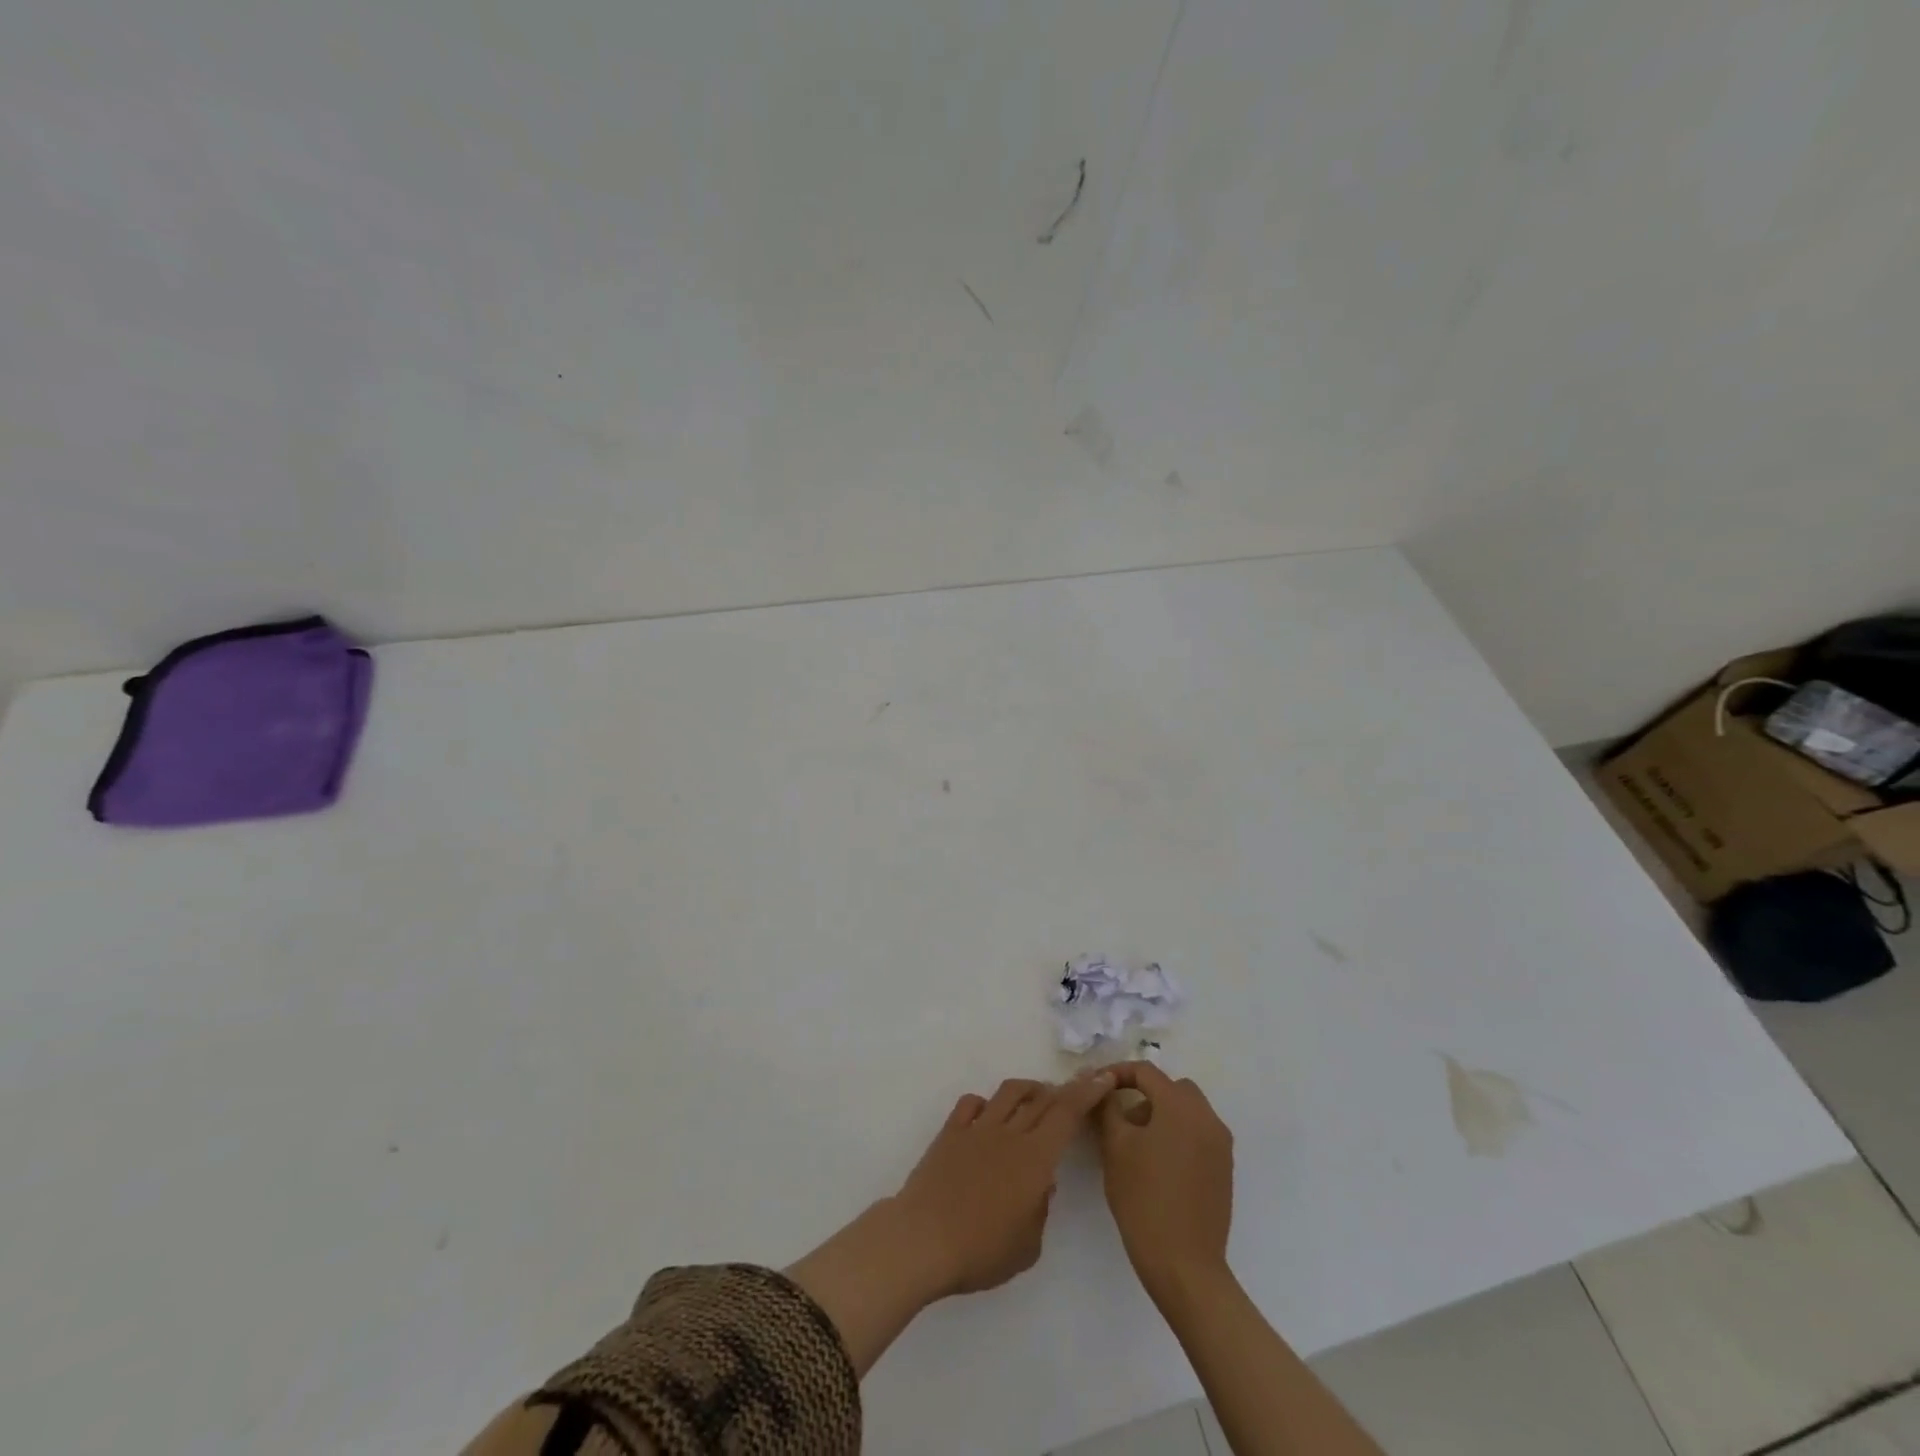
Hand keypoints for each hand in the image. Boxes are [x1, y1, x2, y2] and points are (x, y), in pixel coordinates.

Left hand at [891, 1073, 1114, 1296]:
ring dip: (1028, 1089)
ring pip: (1009, 1093)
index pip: (1067, 1114)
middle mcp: (1009, 1134)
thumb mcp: (1027, 1246)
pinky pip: (972, 1103)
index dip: (1087, 1093)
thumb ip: (1040, 1211)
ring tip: (1036, 1097)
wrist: (923, 1240)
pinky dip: (986, 1103)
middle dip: (1063, 1091)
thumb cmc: (981, 1251)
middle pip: (1041, 1099)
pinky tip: (988, 1115)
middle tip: (1073, 1092)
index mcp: (1035, 1159)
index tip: (1102, 1078)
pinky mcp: (950, 1132)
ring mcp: (977, 1128)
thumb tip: (1041, 1184)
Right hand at [1096, 1063, 1233, 1299]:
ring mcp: (1220, 1145)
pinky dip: (1177, 1135)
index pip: (1146, 1072)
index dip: (1117, 1073)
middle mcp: (1207, 1118)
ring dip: (1161, 1114)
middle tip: (1118, 1115)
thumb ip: (1108, 1108)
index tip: (1096, 1086)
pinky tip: (1157, 1164)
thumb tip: (1102, 1088)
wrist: (1184, 1265)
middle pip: (1172, 1088)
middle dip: (1144, 1093)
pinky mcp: (1224, 1169)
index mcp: (1181, 1106)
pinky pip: (1198, 1135)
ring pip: (1187, 1111)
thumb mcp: (1115, 1148)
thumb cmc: (1144, 1199)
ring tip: (1135, 1143)